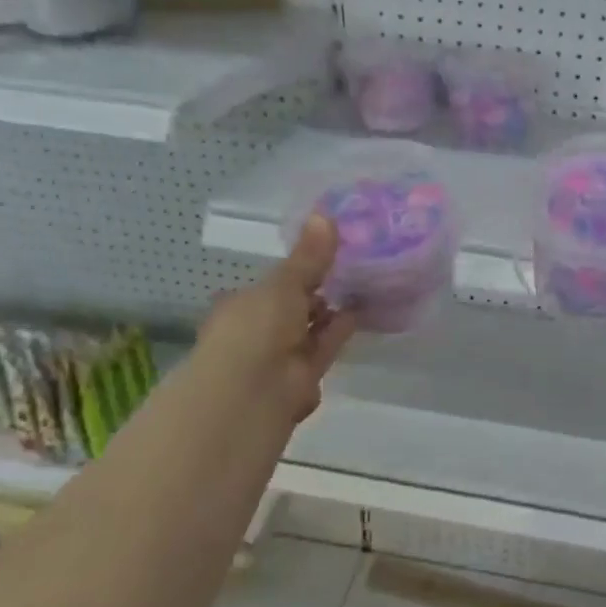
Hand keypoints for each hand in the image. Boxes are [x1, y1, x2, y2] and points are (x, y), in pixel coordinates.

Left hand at [190, 216, 356, 431]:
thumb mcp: (284, 284)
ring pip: (309, 331)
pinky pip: (323, 350)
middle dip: (317, 295)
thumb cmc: (256, 328)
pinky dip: (339, 334)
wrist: (251, 393)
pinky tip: (362, 314)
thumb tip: (325, 213)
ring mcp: (277, 358)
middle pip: (292, 309)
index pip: (271, 285)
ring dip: (331, 315)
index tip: (326, 254)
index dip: (296, 272)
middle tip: (351, 269)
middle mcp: (257, 331)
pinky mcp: (301, 380)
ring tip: (364, 287)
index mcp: (242, 305)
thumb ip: (309, 256)